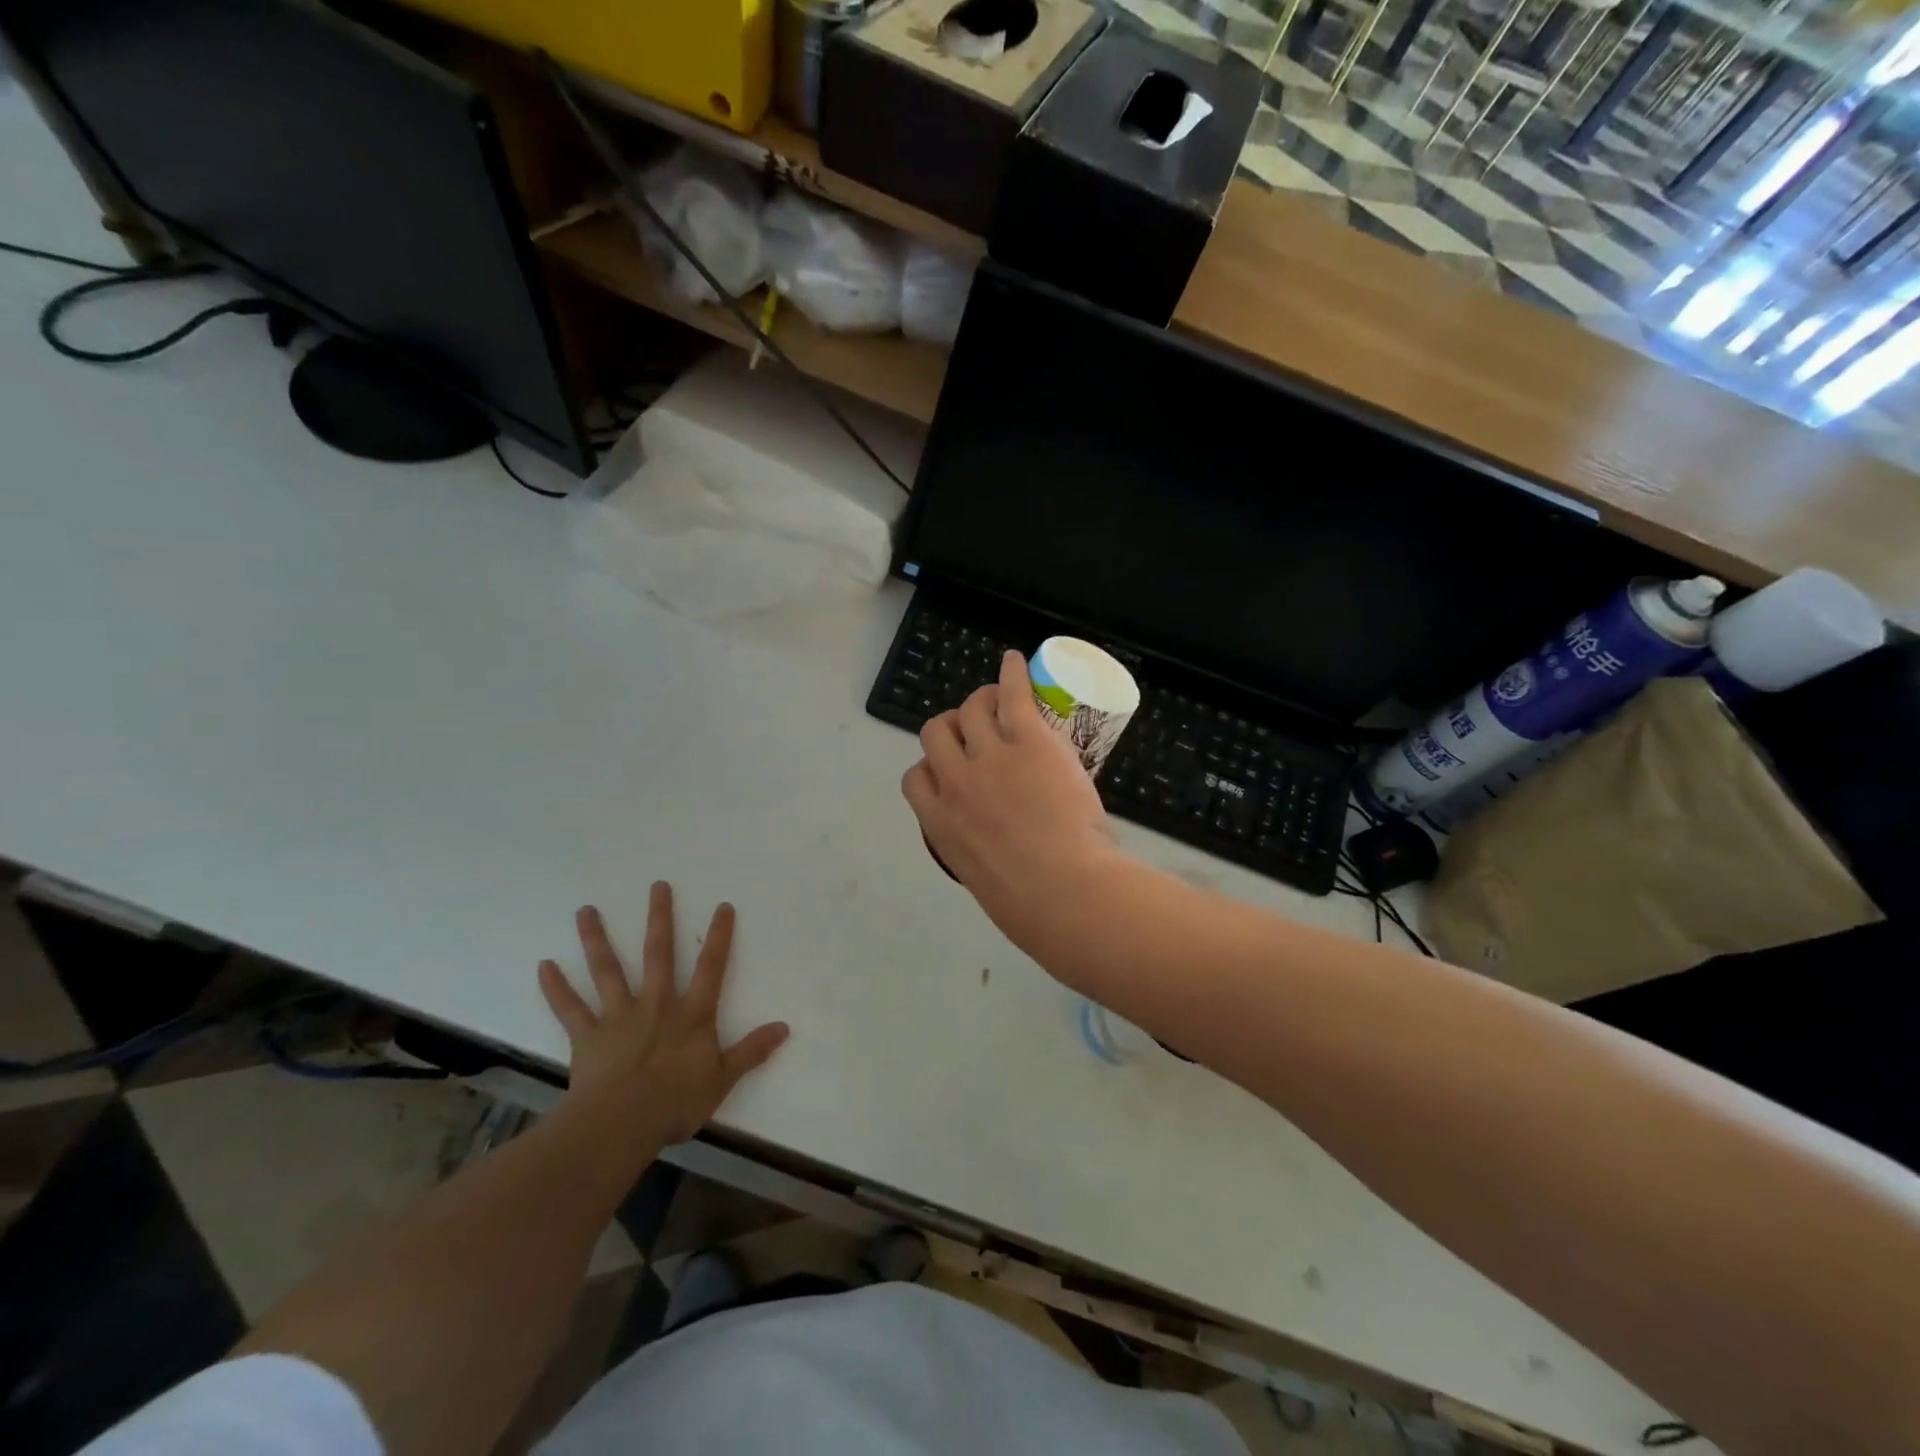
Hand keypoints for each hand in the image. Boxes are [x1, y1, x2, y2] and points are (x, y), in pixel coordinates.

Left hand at [538, 883, 788, 1144]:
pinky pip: (570, 1008)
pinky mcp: (588, 1036)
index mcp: (692, 1014)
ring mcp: (619, 1016)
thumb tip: (784, 1027)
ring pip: (608, 970)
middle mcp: (656, 1004)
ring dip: (596, 939)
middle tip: (657, 886)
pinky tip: (544, 965)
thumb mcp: (724, 1078)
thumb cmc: (676, 1102)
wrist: (621, 1125)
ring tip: (585, 911)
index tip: (722, 906)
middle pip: (658, 953)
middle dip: (660, 918)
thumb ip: (752, 1051)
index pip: (711, 967)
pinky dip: (556, 988)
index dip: (719, 936)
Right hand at [902, 650, 1118, 947]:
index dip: (931, 768)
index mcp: (939, 824)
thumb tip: (996, 850)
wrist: (1066, 893)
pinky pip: (1012, 694)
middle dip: (952, 728)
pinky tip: (1015, 660)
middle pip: (936, 733)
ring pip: (970, 708)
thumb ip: (978, 854)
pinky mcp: (1027, 740)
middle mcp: (955, 783)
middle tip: (977, 732)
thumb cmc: (1031, 907)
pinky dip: (1012, 674)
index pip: (915, 779)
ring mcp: (989, 757)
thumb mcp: (984, 883)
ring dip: (980, 701)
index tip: (950, 771)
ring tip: (999, 700)